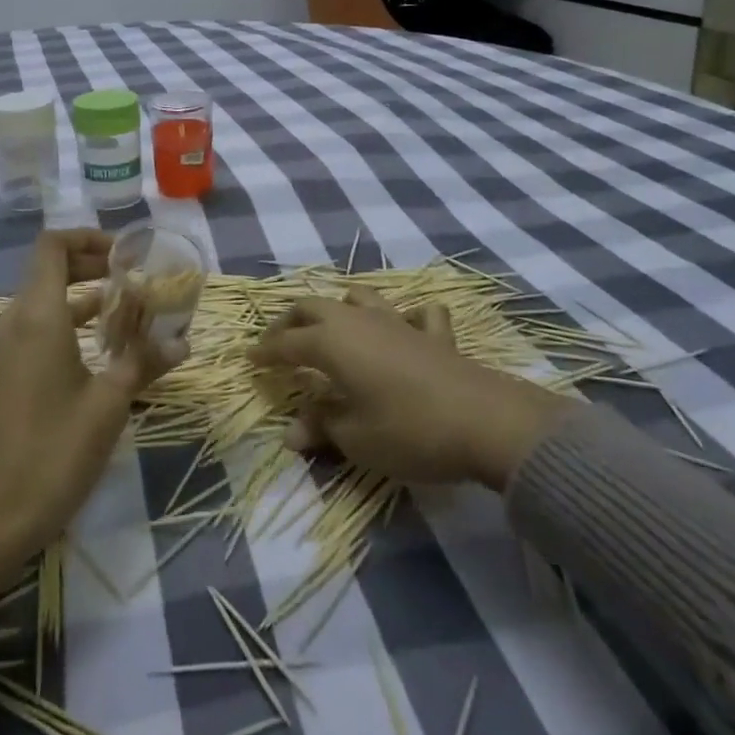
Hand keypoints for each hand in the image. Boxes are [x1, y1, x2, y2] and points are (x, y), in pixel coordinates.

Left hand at [0, 230, 172, 616]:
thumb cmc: (53, 453)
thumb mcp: (108, 405)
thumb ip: (143, 363)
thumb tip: (183, 343)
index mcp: (36, 316)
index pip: (53, 245)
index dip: (88, 238)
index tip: (125, 254)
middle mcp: (12, 322)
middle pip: (48, 270)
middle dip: (92, 266)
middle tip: (134, 279)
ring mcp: (0, 350)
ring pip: (42, 303)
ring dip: (81, 299)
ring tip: (126, 314)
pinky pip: (32, 331)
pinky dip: (64, 325)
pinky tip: (97, 354)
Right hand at [250, 285, 573, 487]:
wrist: (484, 421)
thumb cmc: (408, 430)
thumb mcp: (355, 438)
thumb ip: (321, 426)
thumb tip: (291, 432)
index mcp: (331, 343)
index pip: (286, 343)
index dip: (266, 352)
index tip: (250, 359)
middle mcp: (357, 321)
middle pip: (313, 307)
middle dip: (290, 322)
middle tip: (279, 342)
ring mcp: (397, 322)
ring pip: (358, 296)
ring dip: (338, 306)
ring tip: (331, 322)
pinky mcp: (433, 333)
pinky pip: (415, 313)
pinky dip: (405, 316)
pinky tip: (405, 326)